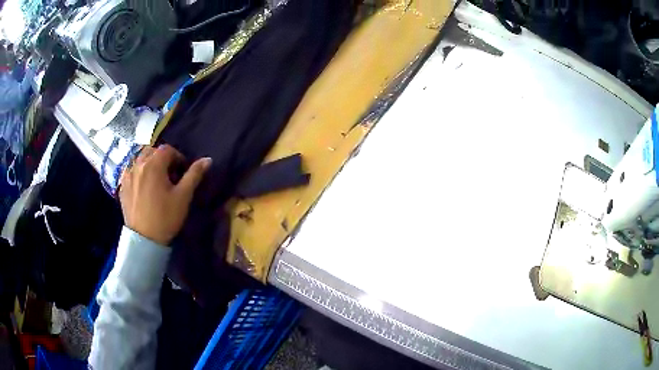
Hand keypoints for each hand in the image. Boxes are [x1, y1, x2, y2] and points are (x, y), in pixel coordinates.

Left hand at [119, 144, 211, 245]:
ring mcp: (127, 174)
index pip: (168, 149)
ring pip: (139, 158)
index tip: (182, 171)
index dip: (178, 157)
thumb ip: (194, 175)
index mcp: (154, 164)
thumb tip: (207, 159)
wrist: (144, 240)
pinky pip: (130, 170)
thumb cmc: (165, 217)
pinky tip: (142, 185)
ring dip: (149, 163)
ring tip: (155, 178)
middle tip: (169, 174)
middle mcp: (138, 164)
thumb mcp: (183, 196)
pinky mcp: (122, 185)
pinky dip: (138, 171)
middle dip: (162, 158)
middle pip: (152, 151)